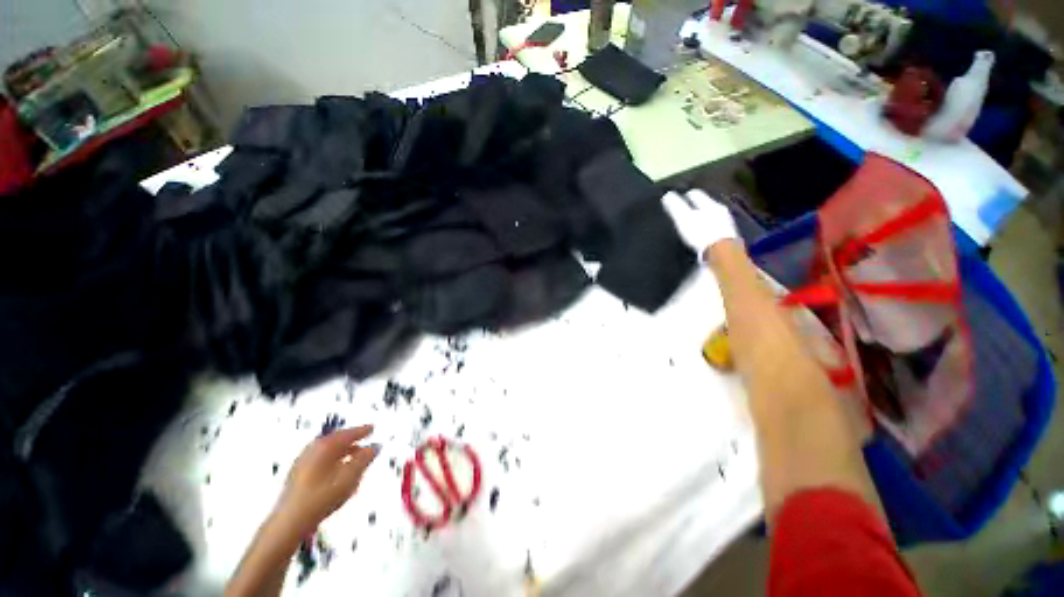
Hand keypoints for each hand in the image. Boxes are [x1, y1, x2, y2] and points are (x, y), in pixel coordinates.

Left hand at [273, 425, 378, 535]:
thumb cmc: (322, 497)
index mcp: (325, 446)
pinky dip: (332, 461)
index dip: (362, 431)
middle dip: (351, 440)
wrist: (289, 522)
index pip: (348, 434)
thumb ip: (363, 460)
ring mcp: (302, 462)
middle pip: (336, 440)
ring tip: (354, 457)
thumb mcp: (349, 478)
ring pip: (327, 451)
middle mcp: (313, 449)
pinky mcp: (296, 476)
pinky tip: (337, 472)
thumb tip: (374, 447)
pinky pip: (320, 461)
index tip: (372, 428)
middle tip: (363, 440)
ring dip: (342, 452)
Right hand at [661, 190, 738, 260]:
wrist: (723, 255)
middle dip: (696, 207)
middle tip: (685, 211)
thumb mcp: (684, 218)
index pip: (695, 194)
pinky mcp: (727, 239)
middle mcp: (720, 212)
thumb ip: (675, 206)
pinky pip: (716, 230)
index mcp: (710, 205)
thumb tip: (667, 195)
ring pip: (712, 216)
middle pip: (706, 205)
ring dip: (703, 218)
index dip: (685, 195)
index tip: (677, 198)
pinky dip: (708, 230)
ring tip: (694, 223)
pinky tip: (703, 236)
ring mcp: (726, 225)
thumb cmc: (701, 233)